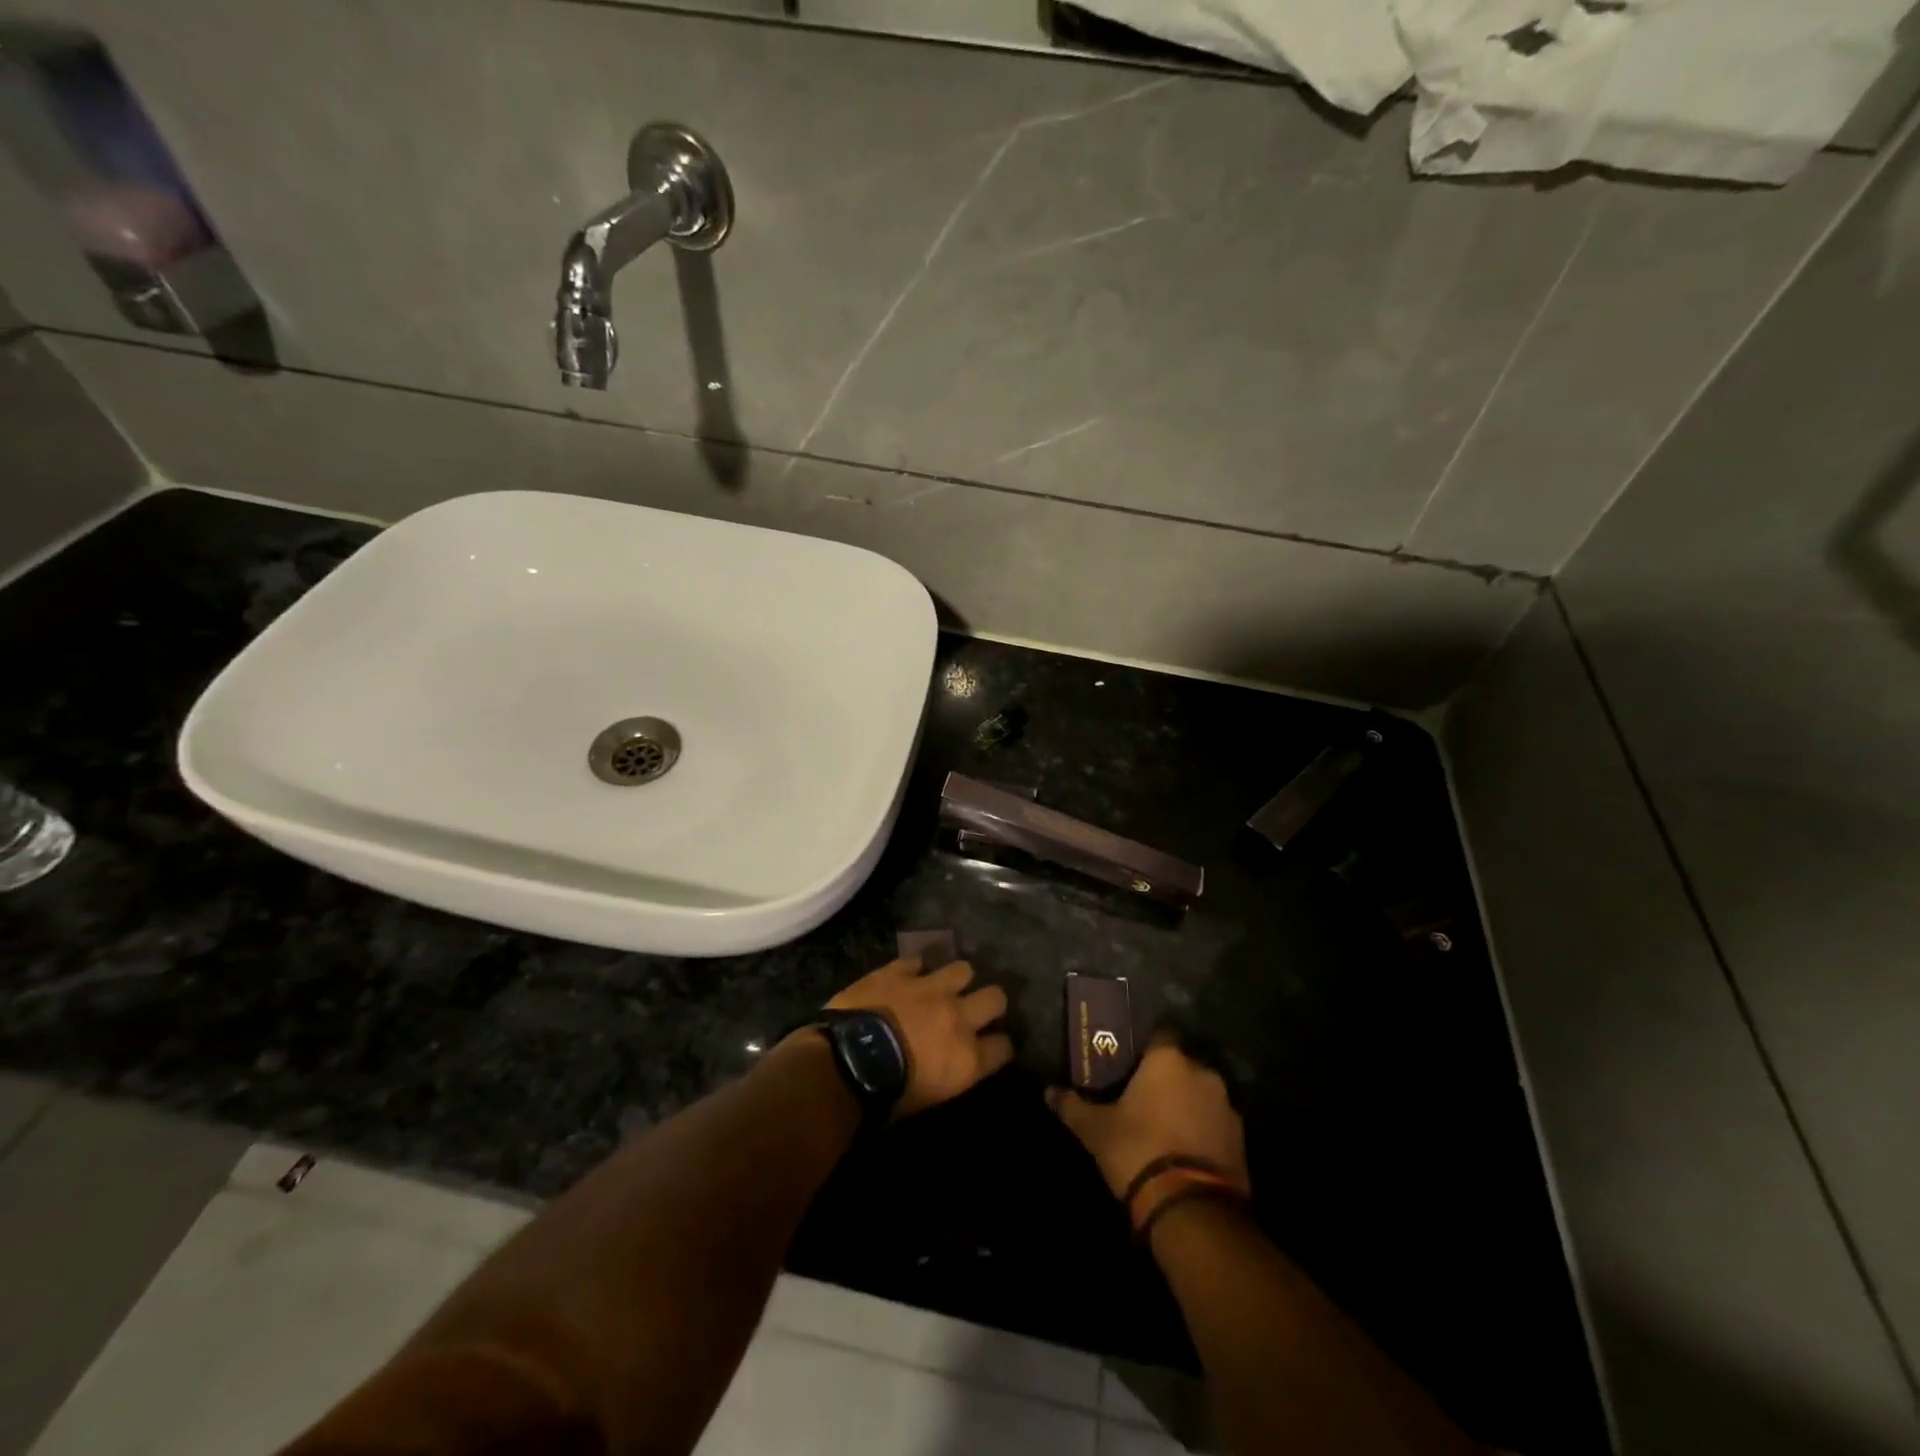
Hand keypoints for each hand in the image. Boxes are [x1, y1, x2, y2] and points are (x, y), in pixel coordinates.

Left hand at [826, 958, 1013, 1118]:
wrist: (849, 1060)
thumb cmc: (886, 1095)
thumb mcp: (925, 1100)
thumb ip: (946, 1075)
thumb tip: (944, 1067)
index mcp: (967, 1058)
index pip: (1003, 1047)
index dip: (999, 1046)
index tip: (992, 1047)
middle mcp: (958, 1017)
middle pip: (995, 998)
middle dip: (989, 1003)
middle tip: (975, 1009)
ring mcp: (930, 988)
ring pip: (962, 969)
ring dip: (955, 979)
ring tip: (943, 987)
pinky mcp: (900, 972)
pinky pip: (916, 962)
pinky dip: (913, 970)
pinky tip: (906, 977)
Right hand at [1048, 1035, 1247, 1201]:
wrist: (1191, 1209)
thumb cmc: (1138, 1150)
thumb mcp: (1096, 1130)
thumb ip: (1072, 1106)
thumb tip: (1047, 1091)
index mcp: (1168, 1060)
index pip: (1159, 1035)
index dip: (1145, 1048)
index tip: (1130, 1064)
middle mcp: (1202, 1073)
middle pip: (1181, 1066)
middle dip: (1166, 1079)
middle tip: (1142, 1099)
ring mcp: (1227, 1107)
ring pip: (1201, 1096)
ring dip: (1187, 1105)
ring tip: (1164, 1129)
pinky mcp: (1241, 1140)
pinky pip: (1216, 1125)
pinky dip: (1203, 1132)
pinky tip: (1185, 1153)